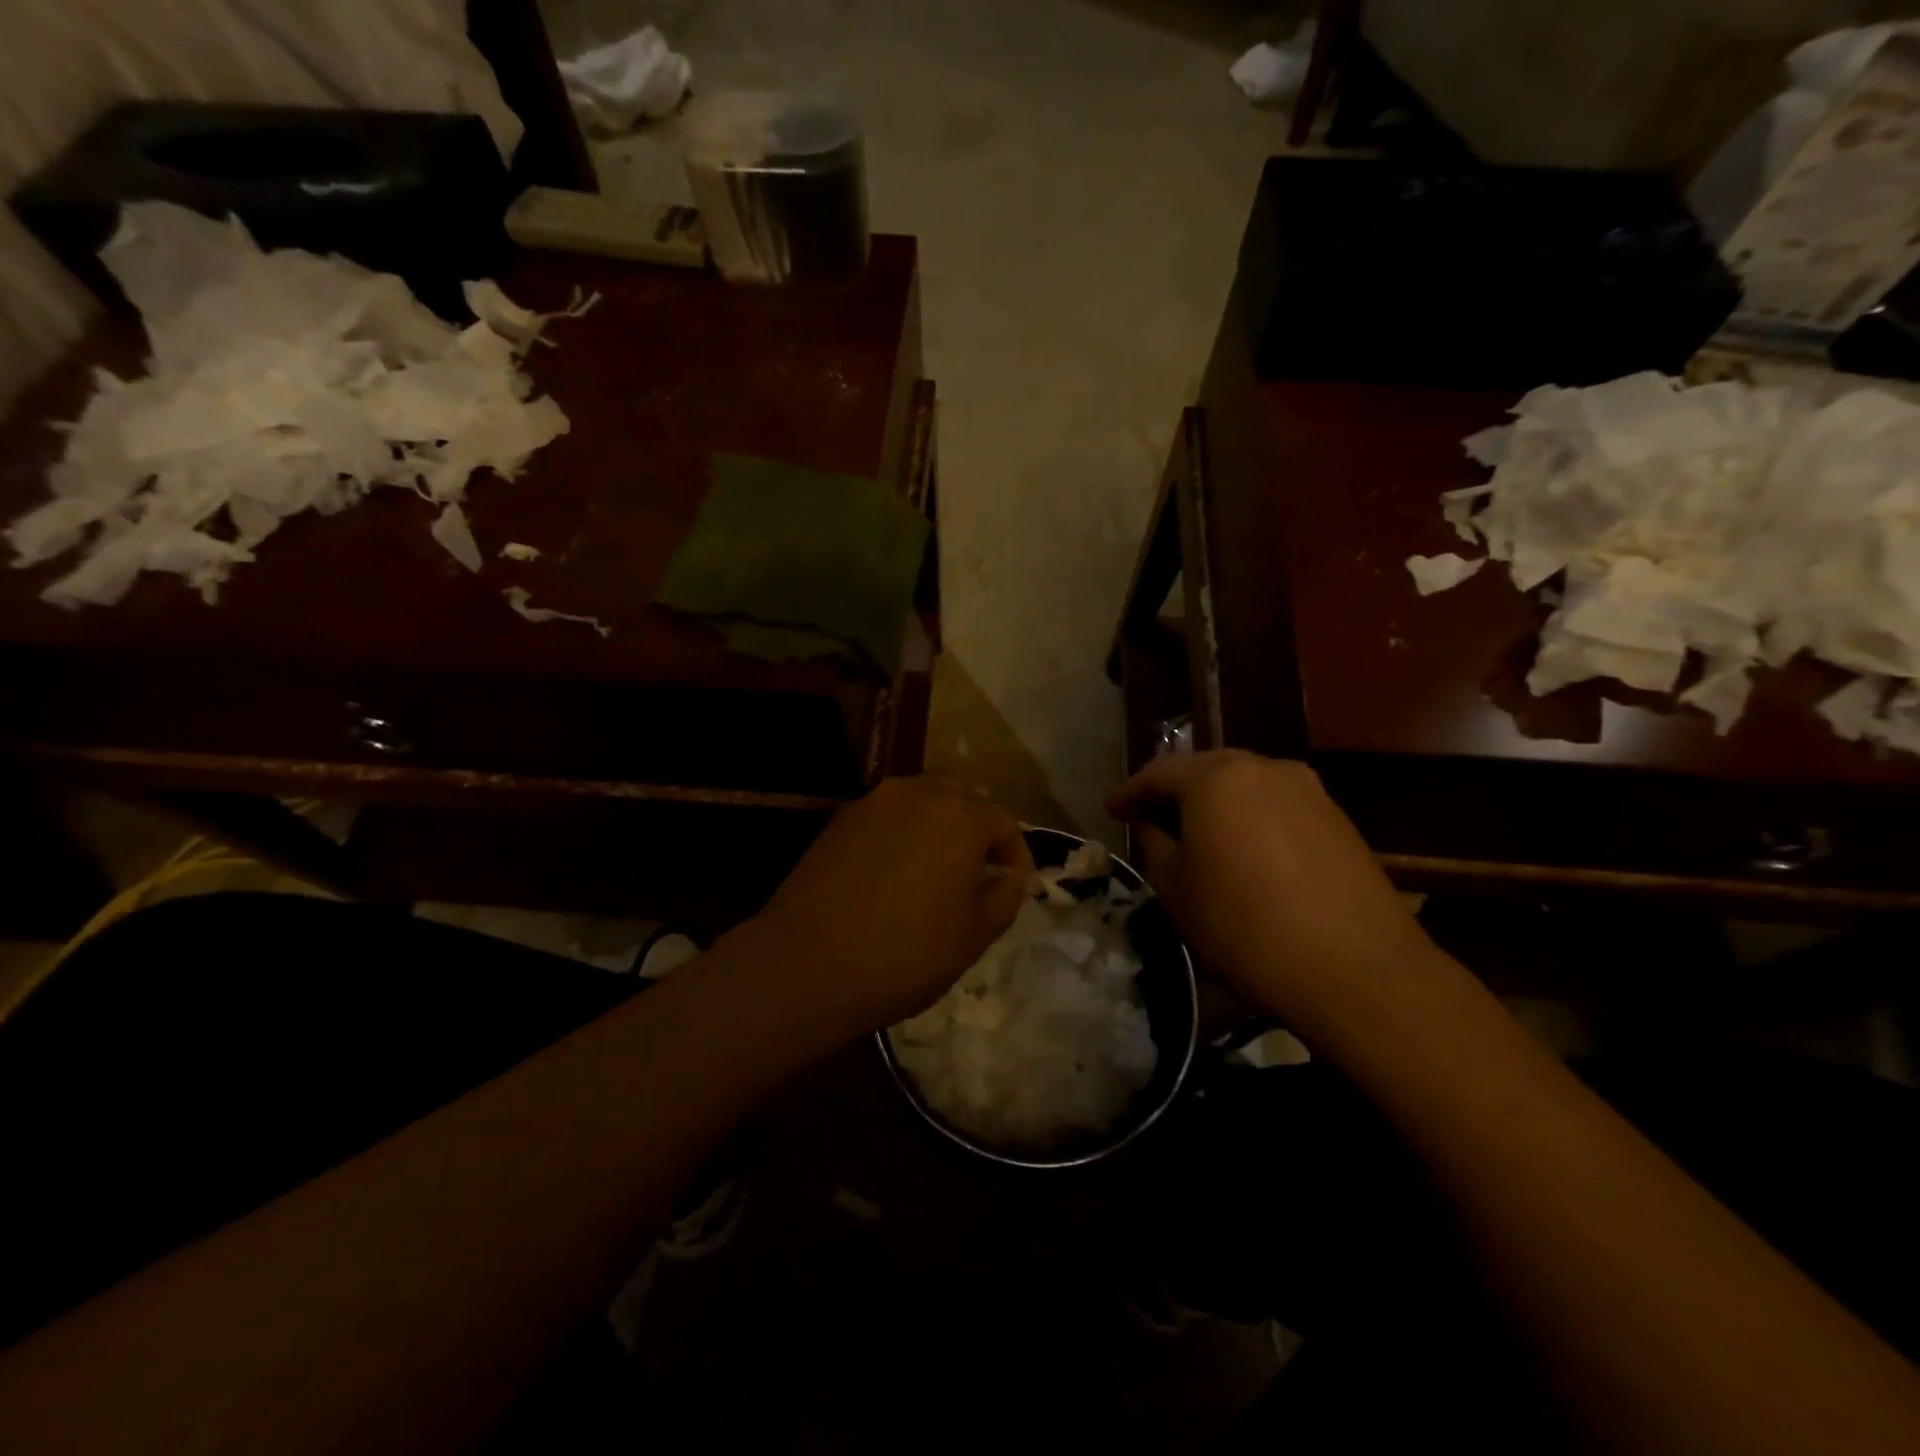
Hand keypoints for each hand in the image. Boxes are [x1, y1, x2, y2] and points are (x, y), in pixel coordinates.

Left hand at [748, 776, 1032, 1044]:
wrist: (807, 963)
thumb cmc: (906, 952)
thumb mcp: (974, 935)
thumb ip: (1005, 897)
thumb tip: (1008, 878)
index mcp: (960, 814)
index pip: (1004, 821)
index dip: (1016, 855)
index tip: (1015, 887)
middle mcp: (917, 792)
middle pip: (962, 801)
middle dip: (977, 833)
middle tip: (978, 875)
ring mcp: (873, 802)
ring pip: (921, 804)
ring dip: (938, 830)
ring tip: (937, 873)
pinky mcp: (839, 819)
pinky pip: (887, 818)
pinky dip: (902, 837)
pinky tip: (895, 875)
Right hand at [1107, 751, 1436, 1035]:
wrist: (1356, 969)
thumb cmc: (1245, 925)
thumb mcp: (1178, 889)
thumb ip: (1156, 844)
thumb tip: (1154, 825)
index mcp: (1216, 777)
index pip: (1159, 772)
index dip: (1130, 792)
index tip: (1111, 811)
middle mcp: (1264, 768)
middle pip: (1205, 771)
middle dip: (1174, 793)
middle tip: (1150, 819)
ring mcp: (1308, 791)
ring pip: (1245, 787)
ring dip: (1215, 806)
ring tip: (1196, 836)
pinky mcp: (1337, 820)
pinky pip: (1276, 807)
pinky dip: (1250, 821)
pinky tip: (1243, 852)